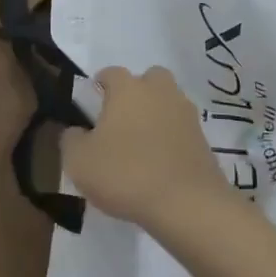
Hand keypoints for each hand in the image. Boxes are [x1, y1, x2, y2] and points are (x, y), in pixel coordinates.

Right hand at [62, 66, 229, 235]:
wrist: (186, 203)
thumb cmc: (125, 174)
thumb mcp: (79, 161)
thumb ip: (71, 140)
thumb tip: (76, 131)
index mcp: (127, 88)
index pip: (111, 73)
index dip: (100, 85)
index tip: (92, 104)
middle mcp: (159, 91)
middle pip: (148, 79)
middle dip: (137, 92)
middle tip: (122, 120)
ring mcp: (185, 113)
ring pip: (168, 102)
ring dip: (157, 114)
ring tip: (142, 144)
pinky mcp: (203, 139)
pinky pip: (182, 129)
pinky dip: (172, 139)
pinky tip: (161, 163)